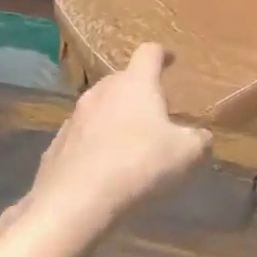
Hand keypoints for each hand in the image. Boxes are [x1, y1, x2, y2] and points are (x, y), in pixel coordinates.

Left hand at [12, 44, 210, 236]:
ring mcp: (74, 119)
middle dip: (138, 91)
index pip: (149, 53)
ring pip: (99, 108)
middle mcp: (101, 92)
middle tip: (154, 111)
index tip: (170, 60)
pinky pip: (82, 137)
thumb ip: (199, 140)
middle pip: (122, 80)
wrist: (75, 204)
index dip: (162, 54)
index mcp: (135, 84)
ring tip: (129, 142)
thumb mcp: (187, 154)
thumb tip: (201, 137)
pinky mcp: (56, 147)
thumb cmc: (139, 166)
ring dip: (115, 118)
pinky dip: (95, 144)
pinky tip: (104, 168)